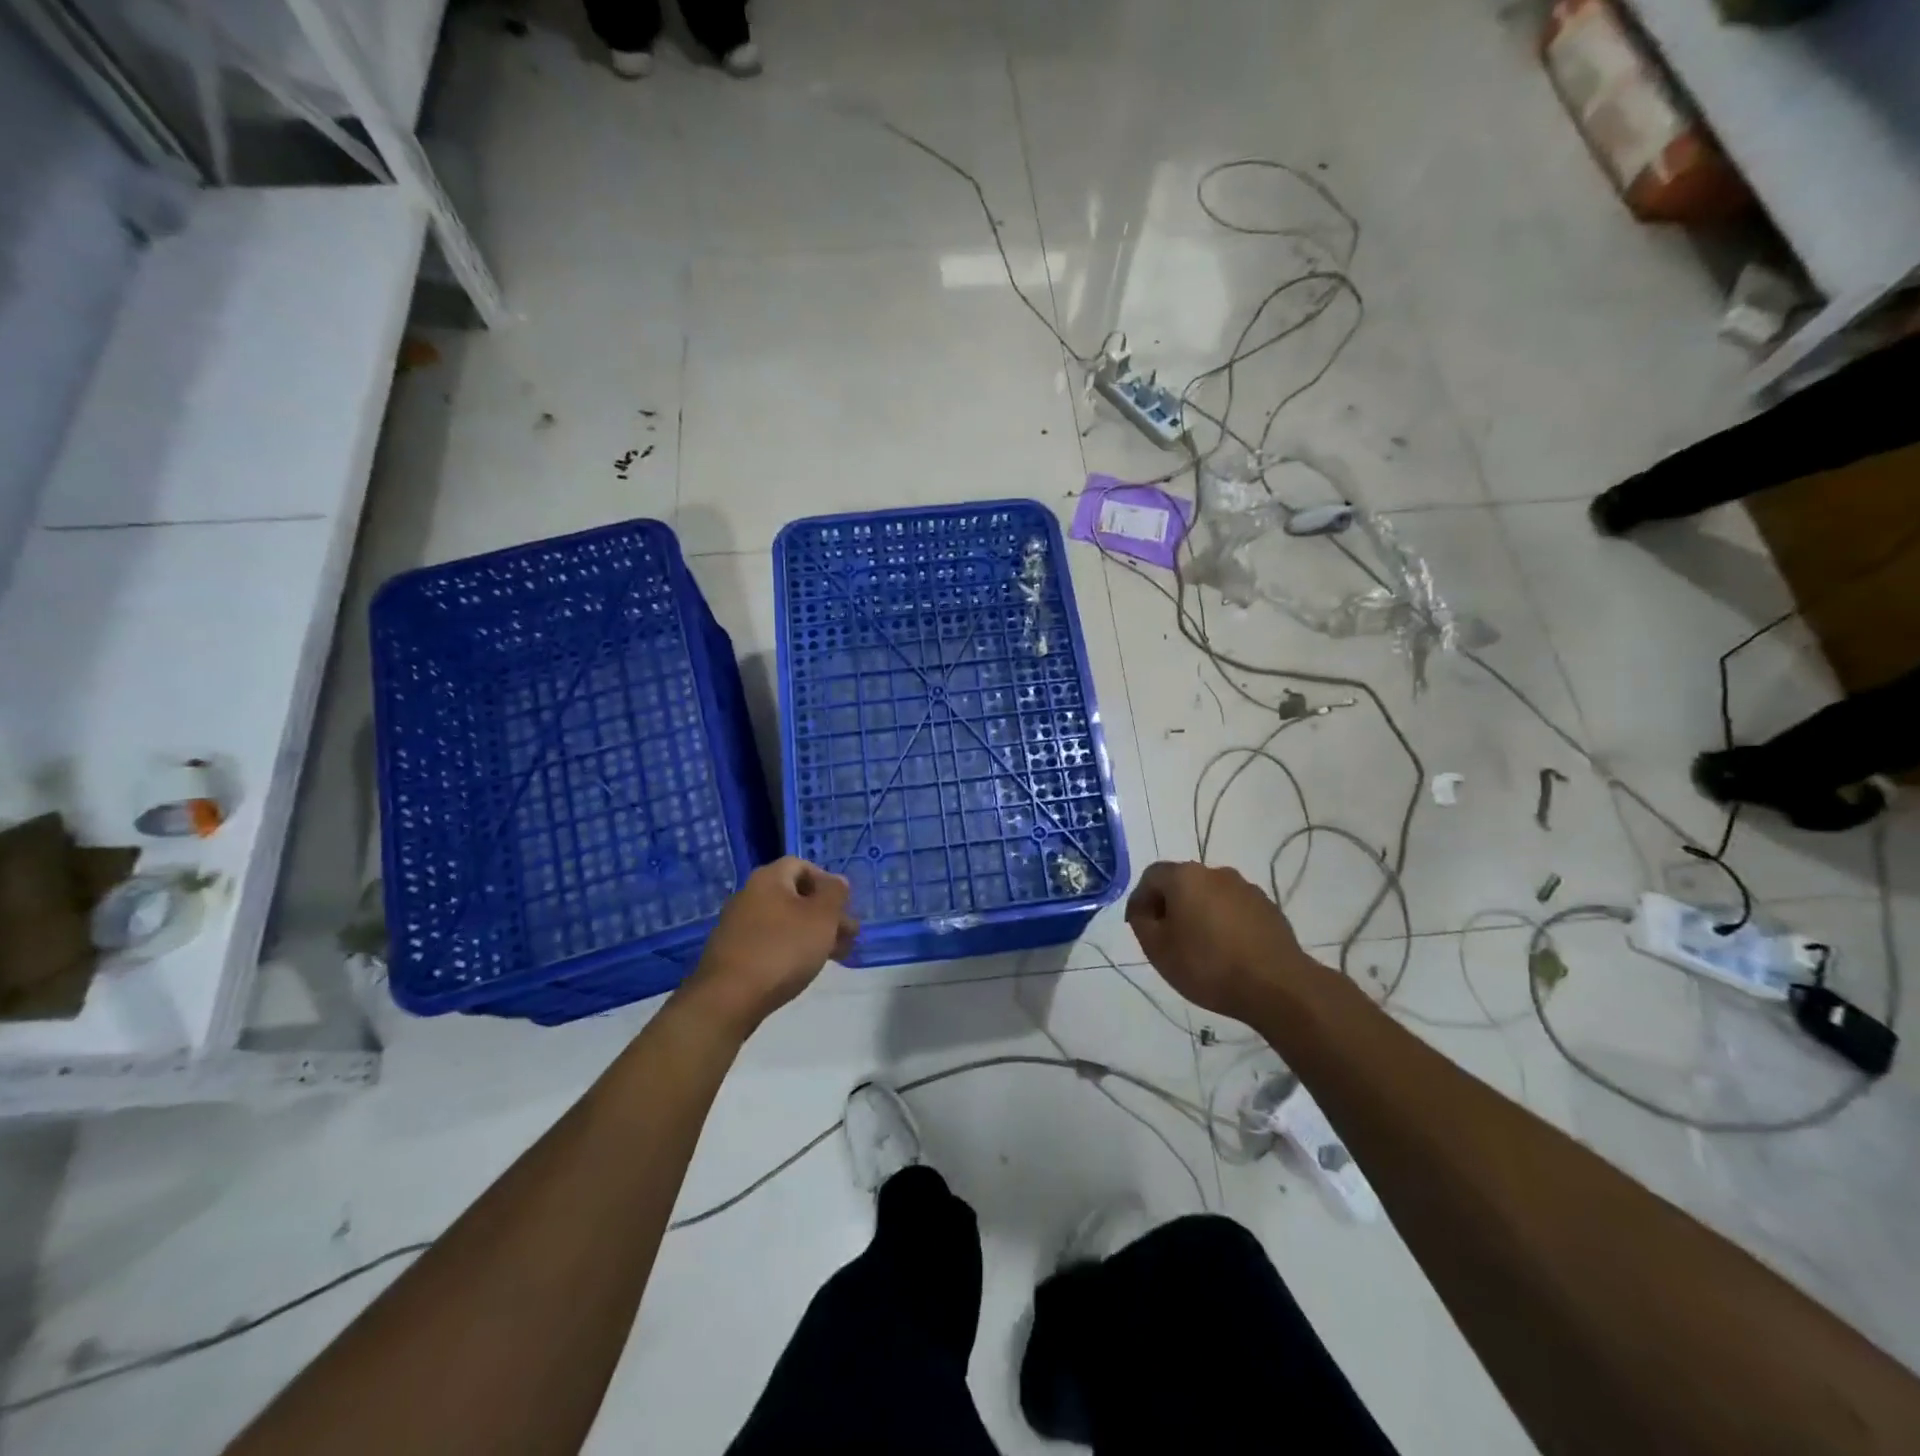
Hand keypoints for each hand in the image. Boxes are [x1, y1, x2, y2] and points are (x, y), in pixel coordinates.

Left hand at [677, 858, 856, 1038]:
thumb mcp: (822, 917)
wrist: (728, 999)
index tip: (844, 906)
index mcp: (768, 879)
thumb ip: (835, 893)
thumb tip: (836, 881)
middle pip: (795, 895)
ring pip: (784, 921)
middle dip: (825, 913)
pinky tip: (803, 969)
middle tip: (848, 936)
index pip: (801, 865)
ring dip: (812, 933)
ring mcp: (737, 925)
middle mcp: (749, 895)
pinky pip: (769, 942)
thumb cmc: (783, 949)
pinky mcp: (732, 953)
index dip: (826, 881)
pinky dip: (790, 949)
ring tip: (834, 956)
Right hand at [1126, 861, 1309, 1022]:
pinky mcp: (1269, 908)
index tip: (1139, 926)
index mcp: (1185, 876)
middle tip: (1167, 938)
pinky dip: (1224, 923)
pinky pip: (1235, 909)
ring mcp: (1246, 889)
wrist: (1277, 986)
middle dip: (1170, 906)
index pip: (1151, 876)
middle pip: (1182, 883)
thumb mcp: (1157, 949)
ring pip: (1210, 896)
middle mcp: (1216, 873)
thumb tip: (1143, 909)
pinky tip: (1228, 951)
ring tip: (1200, 947)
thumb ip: (1141, 922)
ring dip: (1199, 914)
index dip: (1140, 900)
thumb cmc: (1207, 965)